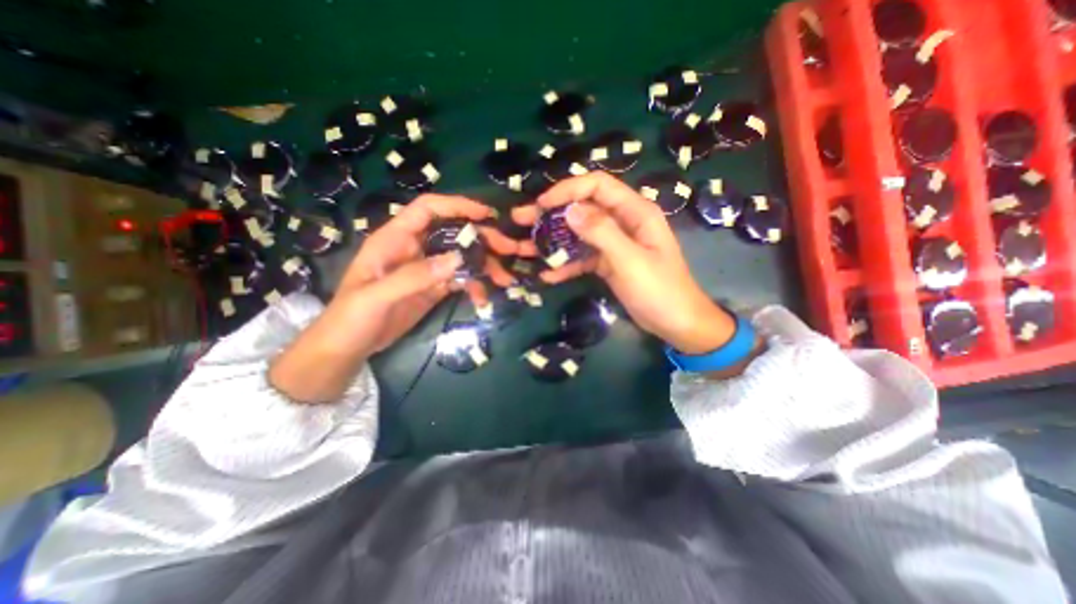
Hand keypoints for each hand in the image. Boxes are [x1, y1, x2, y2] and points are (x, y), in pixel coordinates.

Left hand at [269, 194, 521, 401]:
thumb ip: (414, 276)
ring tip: (504, 280)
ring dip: (485, 265)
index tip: (487, 214)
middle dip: (483, 239)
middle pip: (454, 232)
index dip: (457, 206)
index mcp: (395, 239)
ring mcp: (428, 269)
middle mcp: (415, 248)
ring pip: (463, 257)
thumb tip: (458, 259)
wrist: (349, 348)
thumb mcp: (376, 297)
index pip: (428, 209)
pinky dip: (476, 286)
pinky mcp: (435, 287)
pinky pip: (462, 279)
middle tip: (510, 249)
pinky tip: (483, 300)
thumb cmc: (351, 317)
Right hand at [511, 170, 730, 354]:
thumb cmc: (659, 290)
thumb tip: (570, 210)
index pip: (598, 185)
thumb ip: (601, 232)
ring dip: (553, 240)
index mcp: (635, 212)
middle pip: (583, 207)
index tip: (542, 205)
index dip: (568, 189)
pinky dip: (566, 264)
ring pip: (578, 233)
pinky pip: (583, 257)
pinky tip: (548, 275)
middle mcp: (623, 222)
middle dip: (552, 213)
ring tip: (525, 248)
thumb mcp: (630, 260)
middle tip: (522, 220)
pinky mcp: (608, 262)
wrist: (676, 323)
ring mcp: (614, 243)